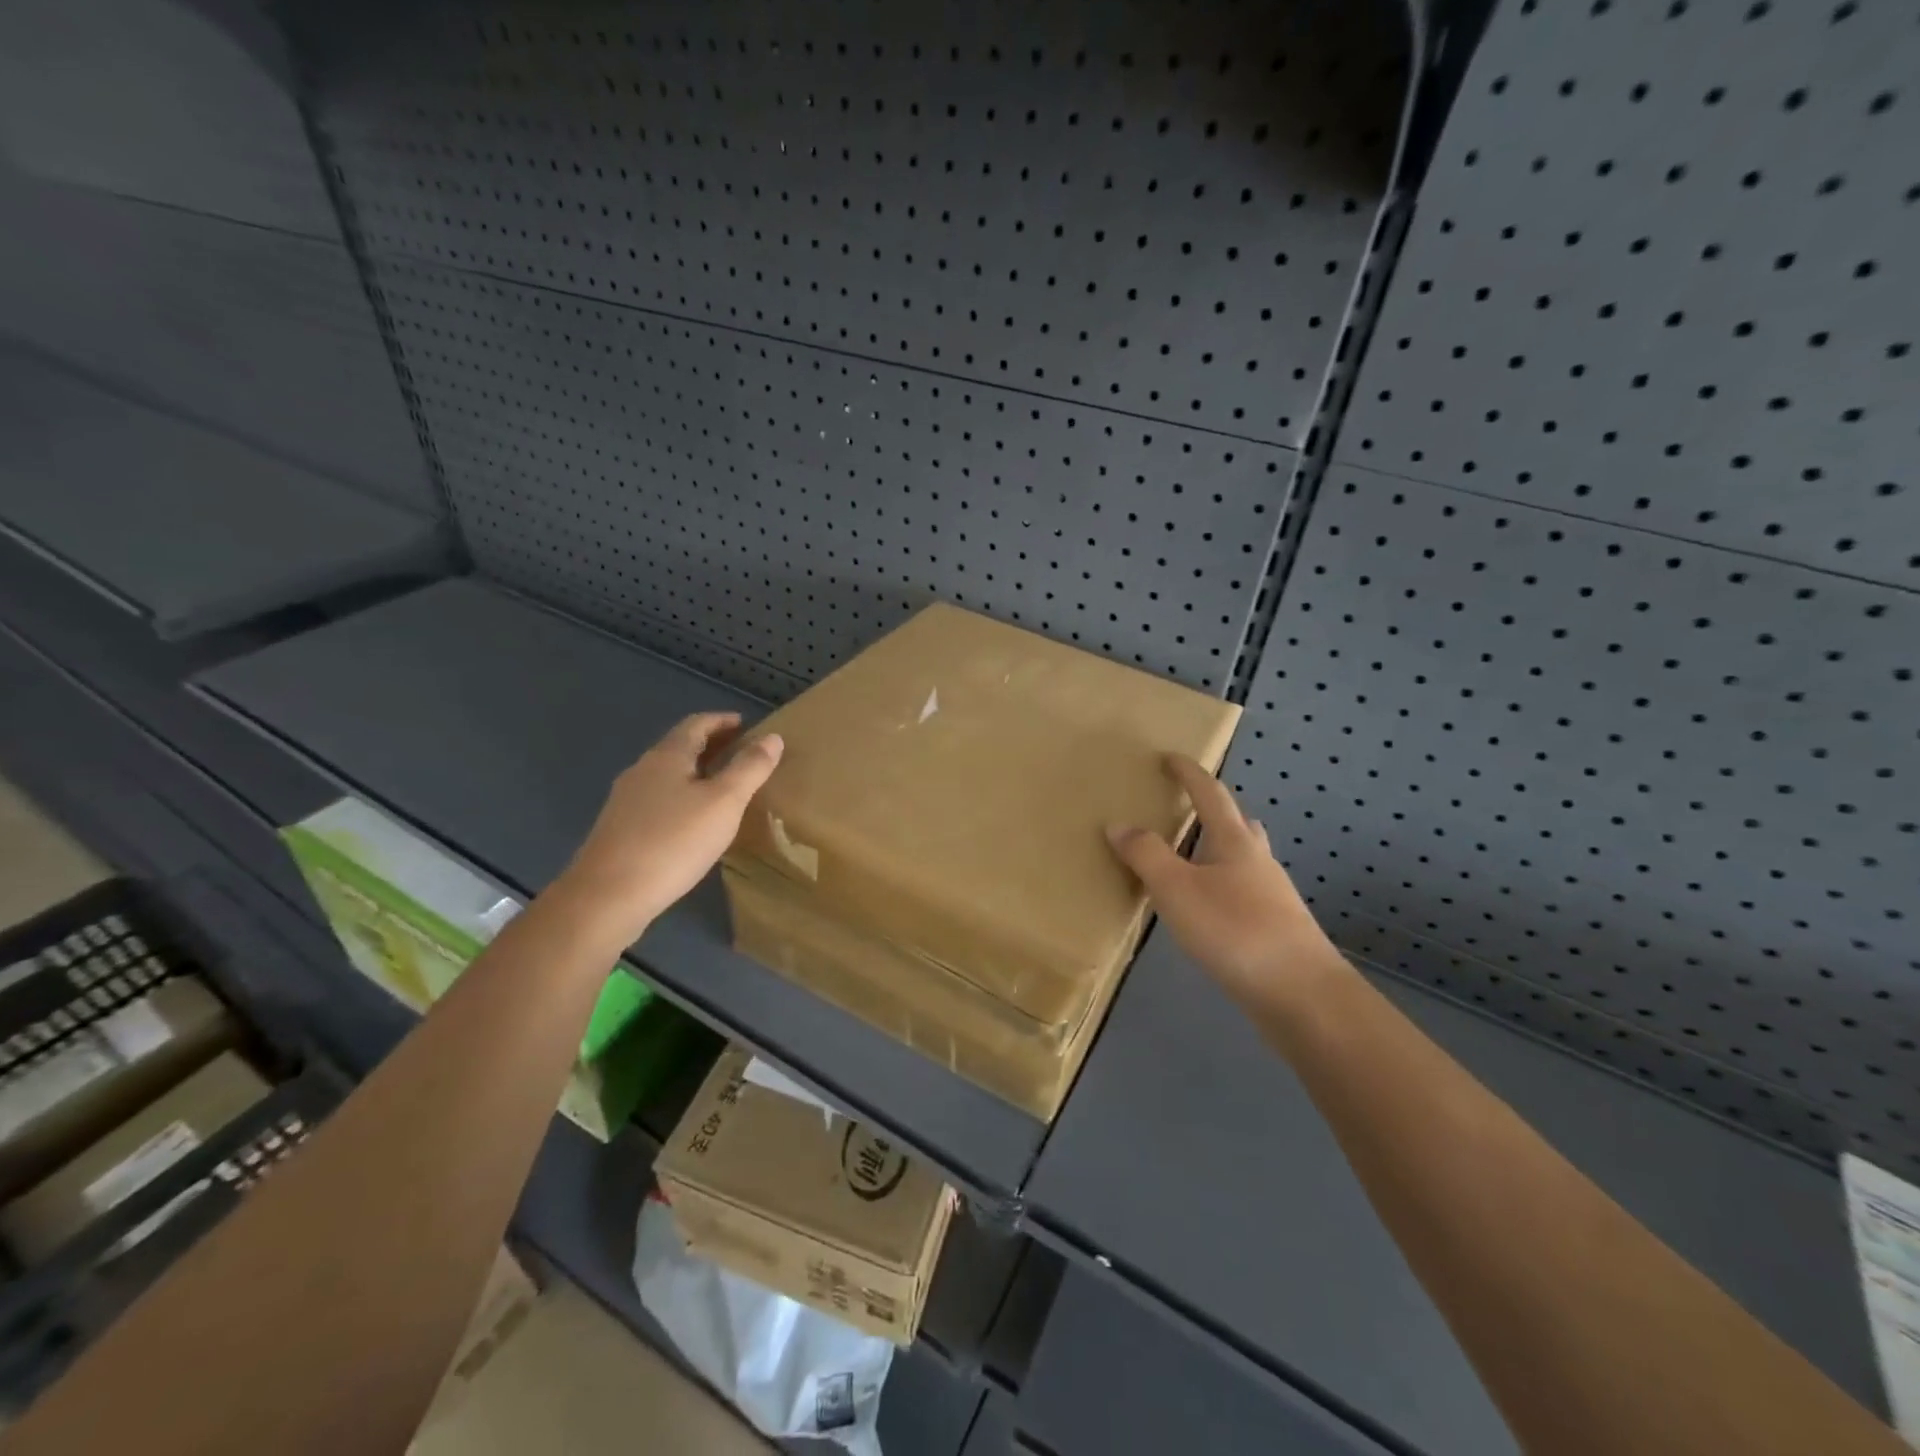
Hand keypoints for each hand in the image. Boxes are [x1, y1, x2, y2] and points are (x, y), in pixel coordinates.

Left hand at [555, 713, 783, 943]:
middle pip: (680, 747)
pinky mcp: (619, 829)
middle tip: (743, 756)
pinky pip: (657, 801)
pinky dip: (681, 798)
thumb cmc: (673, 841)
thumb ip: (750, 768)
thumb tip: (773, 737)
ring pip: (667, 776)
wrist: (608, 896)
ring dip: (696, 774)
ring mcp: (626, 801)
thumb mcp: (724, 803)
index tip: (747, 725)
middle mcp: (642, 770)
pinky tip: (693, 823)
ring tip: (723, 789)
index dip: (723, 721)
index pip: (697, 724)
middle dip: (712, 746)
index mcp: (666, 756)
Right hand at [1107, 755, 1349, 1010]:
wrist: (1302, 994)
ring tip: (1189, 859)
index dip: (1189, 773)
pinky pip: (1242, 891)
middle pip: (1236, 823)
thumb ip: (1145, 855)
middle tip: (1183, 810)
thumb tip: (1119, 824)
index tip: (1169, 756)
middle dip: (1211, 811)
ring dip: (1217, 850)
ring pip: (1242, 859)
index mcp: (1234, 842)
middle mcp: (1257, 861)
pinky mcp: (1275, 928)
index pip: (1210, 794)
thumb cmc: (1235, 930)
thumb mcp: (1176, 889)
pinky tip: (1206, 909)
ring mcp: (1271, 896)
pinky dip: (1220, 885)